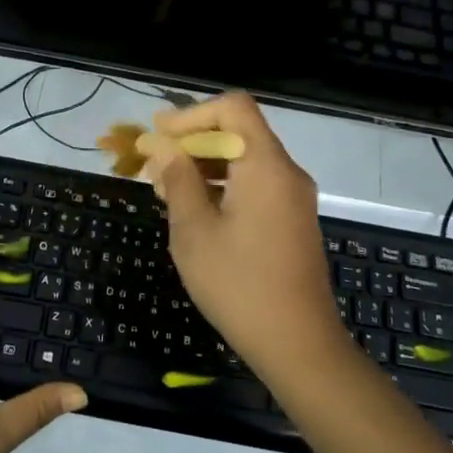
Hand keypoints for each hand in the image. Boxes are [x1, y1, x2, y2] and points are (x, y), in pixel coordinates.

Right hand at [141, 94, 344, 377]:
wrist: (298, 345)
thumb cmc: (239, 285)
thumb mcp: (194, 231)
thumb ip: (178, 180)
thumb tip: (163, 146)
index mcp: (265, 166)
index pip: (233, 107)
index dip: (192, 114)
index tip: (159, 137)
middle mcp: (286, 172)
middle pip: (238, 132)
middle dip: (192, 142)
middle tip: (153, 165)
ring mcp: (293, 197)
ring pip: (244, 160)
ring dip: (204, 165)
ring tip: (165, 189)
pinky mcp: (292, 220)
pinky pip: (255, 184)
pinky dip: (223, 185)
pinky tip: (194, 211)